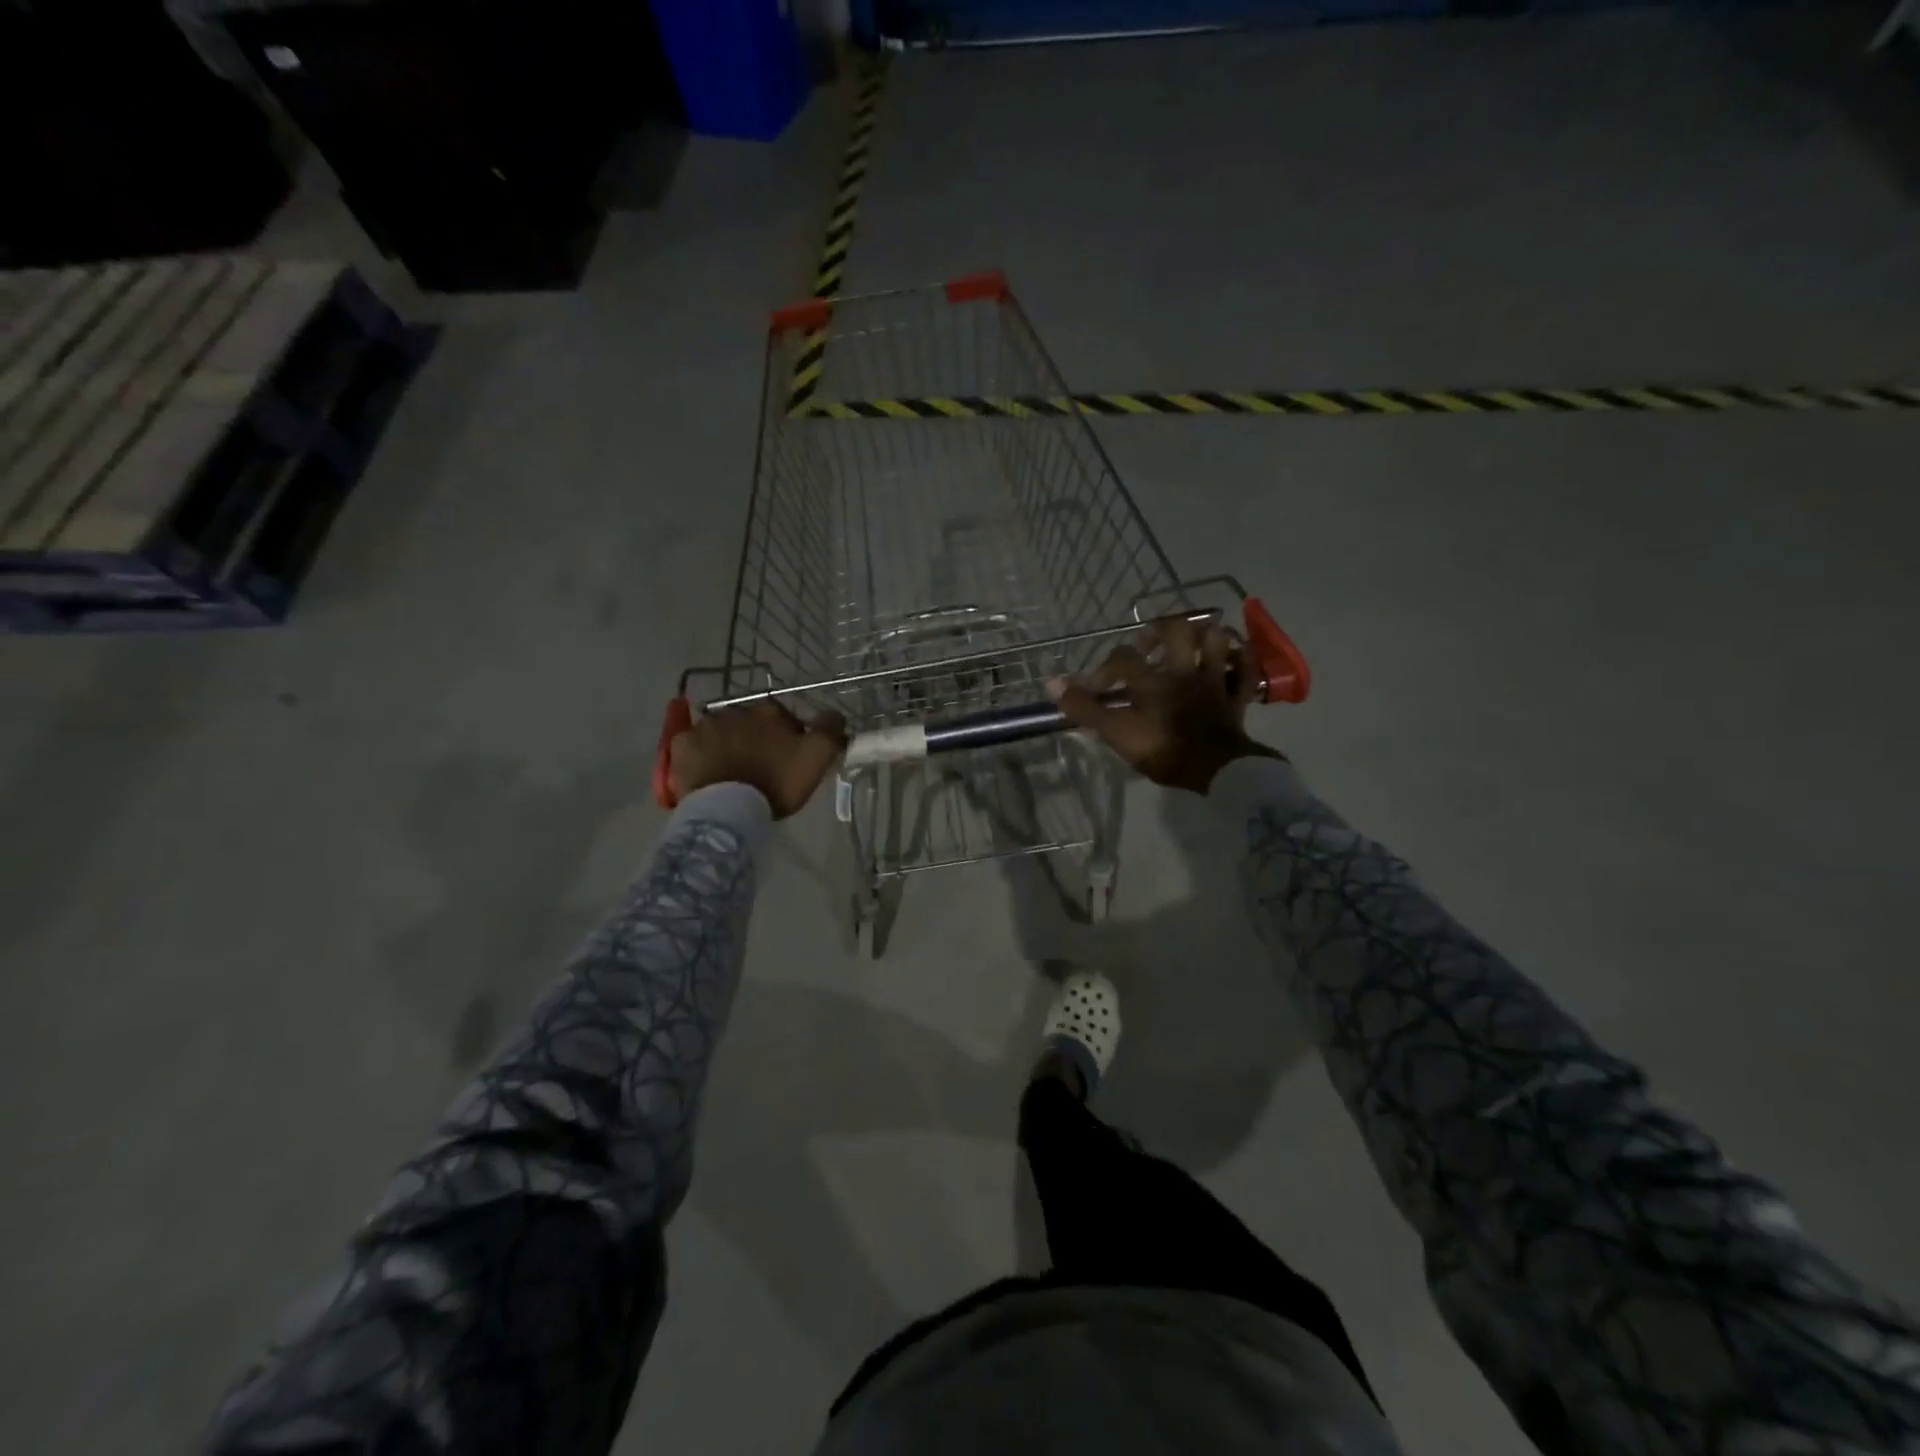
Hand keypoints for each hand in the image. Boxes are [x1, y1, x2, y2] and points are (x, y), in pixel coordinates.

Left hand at [668, 701, 846, 817]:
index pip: (784, 719)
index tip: (788, 761)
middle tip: (758, 769)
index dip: (789, 739)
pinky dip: (699, 755)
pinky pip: (692, 745)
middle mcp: (736, 709)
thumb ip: (830, 731)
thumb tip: (835, 715)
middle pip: (751, 724)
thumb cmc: (775, 783)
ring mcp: (704, 726)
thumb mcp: (817, 758)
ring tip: (729, 773)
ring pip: (720, 732)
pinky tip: (705, 772)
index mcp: (770, 711)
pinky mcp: (681, 745)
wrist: (728, 809)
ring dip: (726, 745)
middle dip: (755, 739)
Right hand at [1047, 617, 1282, 793]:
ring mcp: (1214, 680)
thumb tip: (1050, 683)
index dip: (1105, 668)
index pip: (1123, 658)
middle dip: (1161, 630)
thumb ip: (1085, 708)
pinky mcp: (1237, 696)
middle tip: (1149, 643)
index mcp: (1152, 679)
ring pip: (1216, 640)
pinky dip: (1241, 658)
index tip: (1096, 686)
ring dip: (1204, 635)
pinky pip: (1245, 669)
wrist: (1216, 770)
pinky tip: (1233, 656)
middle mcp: (1183, 670)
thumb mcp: (1116, 732)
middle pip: (1176, 631)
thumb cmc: (1163, 751)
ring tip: (1191, 643)